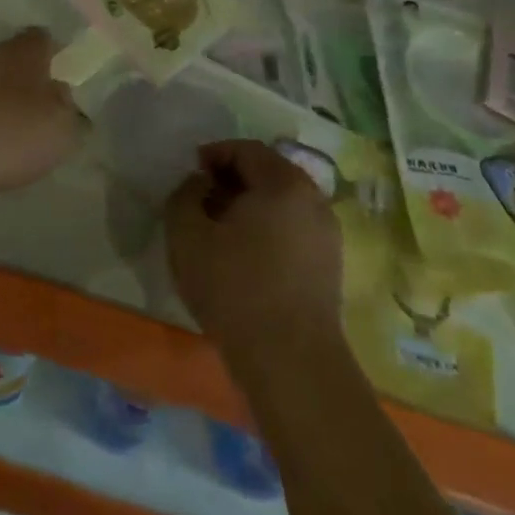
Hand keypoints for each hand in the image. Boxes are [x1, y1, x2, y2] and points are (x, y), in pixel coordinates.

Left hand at [0, 28, 83, 212]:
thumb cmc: (8, 132)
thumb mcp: (61, 129)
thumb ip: (73, 112)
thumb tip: (65, 98)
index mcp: (27, 49)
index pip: (49, 38)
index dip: (62, 57)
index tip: (72, 82)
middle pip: (23, 61)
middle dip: (36, 82)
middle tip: (52, 112)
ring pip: (0, 83)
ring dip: (12, 103)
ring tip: (25, 135)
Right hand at [165, 140, 342, 350]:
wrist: (292, 364)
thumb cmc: (235, 289)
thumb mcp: (187, 236)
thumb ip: (184, 196)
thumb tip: (198, 184)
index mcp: (284, 182)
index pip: (246, 150)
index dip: (214, 154)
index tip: (191, 172)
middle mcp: (314, 199)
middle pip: (268, 174)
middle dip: (232, 180)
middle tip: (203, 200)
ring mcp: (328, 236)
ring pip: (282, 204)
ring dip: (250, 207)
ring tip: (220, 231)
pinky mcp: (331, 268)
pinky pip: (294, 231)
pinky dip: (268, 231)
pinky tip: (246, 259)